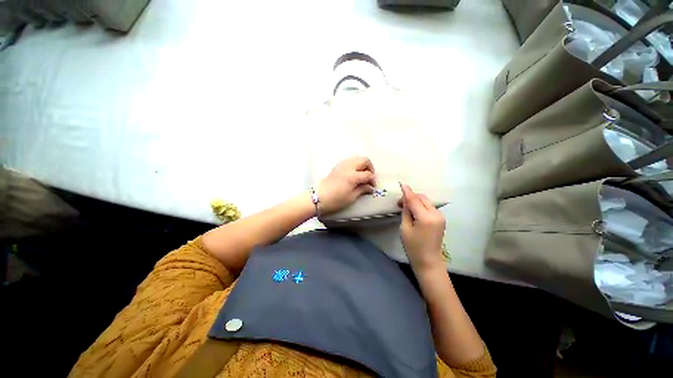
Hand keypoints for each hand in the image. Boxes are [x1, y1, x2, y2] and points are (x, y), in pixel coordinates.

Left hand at [318, 156, 375, 214]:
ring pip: (357, 158)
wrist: (319, 197)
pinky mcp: (337, 166)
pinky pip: (350, 160)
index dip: (373, 180)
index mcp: (353, 176)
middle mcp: (349, 167)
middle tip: (369, 178)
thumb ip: (362, 189)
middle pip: (364, 160)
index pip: (368, 174)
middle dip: (370, 168)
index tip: (372, 187)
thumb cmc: (336, 200)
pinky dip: (355, 164)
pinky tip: (354, 174)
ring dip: (362, 165)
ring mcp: (342, 164)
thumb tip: (370, 187)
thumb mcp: (351, 197)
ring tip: (362, 175)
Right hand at [399, 183, 445, 273]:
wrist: (429, 261)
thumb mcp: (405, 229)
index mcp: (426, 217)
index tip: (401, 184)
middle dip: (411, 196)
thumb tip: (405, 201)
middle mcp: (436, 214)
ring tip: (406, 207)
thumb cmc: (413, 247)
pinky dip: (421, 206)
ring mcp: (440, 216)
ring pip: (426, 201)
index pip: (415, 200)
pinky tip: (414, 211)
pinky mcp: (441, 219)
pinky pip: (429, 207)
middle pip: (422, 198)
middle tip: (400, 203)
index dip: (407, 192)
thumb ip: (406, 212)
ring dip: (416, 201)